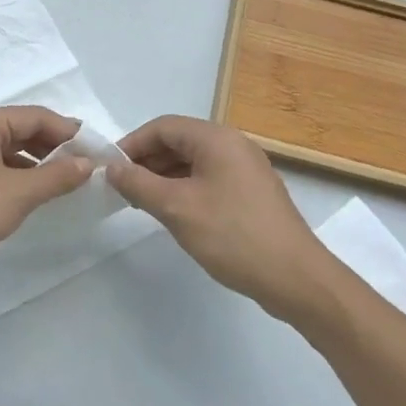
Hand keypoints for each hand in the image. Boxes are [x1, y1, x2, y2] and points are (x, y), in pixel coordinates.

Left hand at [0, 106, 92, 297]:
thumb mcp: (18, 194)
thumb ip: (56, 176)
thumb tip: (88, 163)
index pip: (34, 116)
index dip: (67, 131)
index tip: (97, 148)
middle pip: (22, 130)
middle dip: (55, 146)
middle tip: (87, 166)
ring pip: (11, 151)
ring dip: (39, 163)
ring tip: (69, 181)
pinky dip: (21, 177)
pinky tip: (39, 195)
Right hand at [107, 115, 334, 312]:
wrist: (296, 278)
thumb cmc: (233, 235)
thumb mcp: (176, 208)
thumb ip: (138, 184)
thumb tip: (111, 168)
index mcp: (216, 139)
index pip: (162, 127)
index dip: (132, 144)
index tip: (109, 169)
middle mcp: (233, 145)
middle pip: (178, 141)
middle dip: (146, 161)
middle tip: (120, 187)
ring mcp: (245, 169)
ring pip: (192, 162)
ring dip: (163, 176)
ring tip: (140, 202)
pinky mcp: (251, 193)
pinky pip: (208, 179)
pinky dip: (184, 188)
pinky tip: (171, 212)